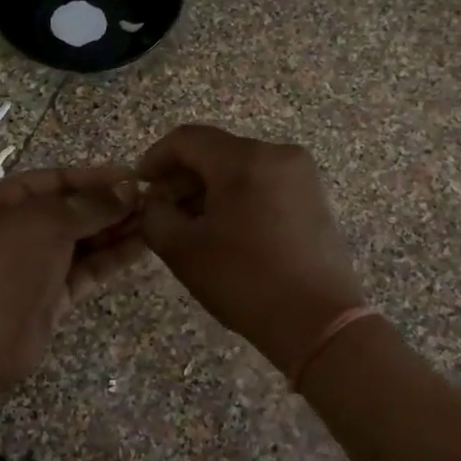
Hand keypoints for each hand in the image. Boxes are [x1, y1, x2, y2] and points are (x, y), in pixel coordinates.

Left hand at [0, 165, 145, 389]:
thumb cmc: (6, 262)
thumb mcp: (47, 220)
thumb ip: (90, 205)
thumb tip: (129, 190)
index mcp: (4, 200)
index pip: (57, 179)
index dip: (95, 177)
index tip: (135, 177)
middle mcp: (18, 228)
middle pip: (71, 210)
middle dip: (110, 205)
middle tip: (153, 201)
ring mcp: (35, 265)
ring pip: (82, 241)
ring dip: (116, 230)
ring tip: (156, 220)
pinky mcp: (52, 296)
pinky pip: (86, 270)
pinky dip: (112, 258)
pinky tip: (142, 247)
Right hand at [138, 124, 364, 375]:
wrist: (318, 321)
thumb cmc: (244, 281)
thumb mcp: (183, 250)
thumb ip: (155, 215)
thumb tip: (155, 201)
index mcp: (243, 159)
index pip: (187, 139)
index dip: (156, 157)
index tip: (141, 184)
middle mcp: (276, 153)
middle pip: (216, 151)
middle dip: (183, 176)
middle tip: (161, 209)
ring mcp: (301, 174)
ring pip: (241, 167)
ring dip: (210, 188)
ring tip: (190, 224)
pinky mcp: (313, 197)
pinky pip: (264, 183)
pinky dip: (238, 196)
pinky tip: (225, 229)